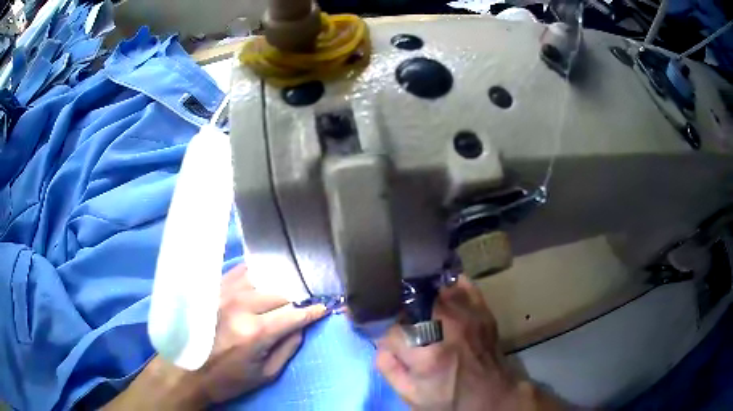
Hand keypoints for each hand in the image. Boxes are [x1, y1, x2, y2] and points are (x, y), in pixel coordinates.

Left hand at [105, 264, 326, 409]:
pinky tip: (262, 277)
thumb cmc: (226, 379)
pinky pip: (240, 271)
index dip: (313, 311)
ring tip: (285, 291)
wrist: (185, 371)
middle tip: (302, 305)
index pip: (294, 313)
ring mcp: (224, 293)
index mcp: (256, 332)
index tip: (325, 308)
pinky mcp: (213, 289)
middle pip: (281, 292)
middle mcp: (241, 306)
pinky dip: (256, 273)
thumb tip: (301, 328)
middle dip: (295, 300)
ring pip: (262, 278)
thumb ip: (287, 349)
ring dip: (277, 285)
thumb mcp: (264, 375)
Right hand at [376, 277, 565, 410]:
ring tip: (421, 312)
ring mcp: (468, 314)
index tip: (394, 346)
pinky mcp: (482, 310)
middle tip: (407, 330)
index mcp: (428, 354)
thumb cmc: (450, 400)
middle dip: (404, 317)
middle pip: (411, 305)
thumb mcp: (411, 396)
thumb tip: (381, 343)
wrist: (491, 395)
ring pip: (433, 289)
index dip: (389, 339)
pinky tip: (441, 295)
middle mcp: (448, 327)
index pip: (392, 332)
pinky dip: (448, 285)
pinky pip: (461, 283)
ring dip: (422, 299)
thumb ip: (388, 369)